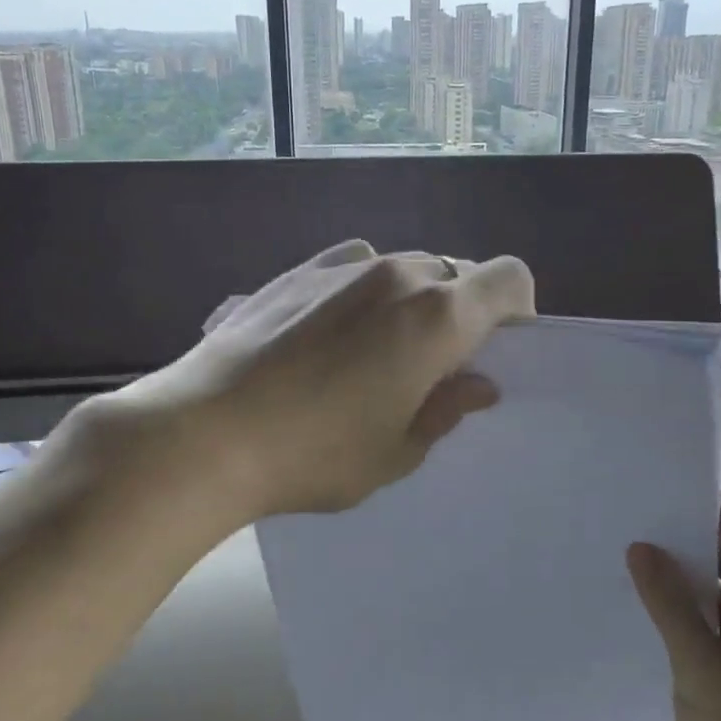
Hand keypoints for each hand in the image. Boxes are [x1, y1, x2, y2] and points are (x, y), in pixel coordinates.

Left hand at [72, 240, 533, 528]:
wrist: (203, 433)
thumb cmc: (314, 454)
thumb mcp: (395, 451)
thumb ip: (446, 409)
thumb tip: (478, 384)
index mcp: (437, 316)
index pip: (509, 278)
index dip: (516, 309)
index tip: (496, 350)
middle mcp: (398, 274)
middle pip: (456, 272)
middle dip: (460, 311)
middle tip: (432, 365)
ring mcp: (343, 266)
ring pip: (405, 268)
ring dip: (410, 301)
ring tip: (374, 352)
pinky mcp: (298, 270)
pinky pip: (355, 268)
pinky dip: (364, 292)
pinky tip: (328, 336)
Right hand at [629, 493, 720, 720]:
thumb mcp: (703, 676)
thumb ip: (671, 606)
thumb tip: (642, 546)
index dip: (689, 496)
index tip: (638, 494)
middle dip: (676, 532)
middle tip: (616, 527)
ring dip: (681, 571)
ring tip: (621, 563)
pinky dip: (692, 605)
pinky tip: (650, 613)